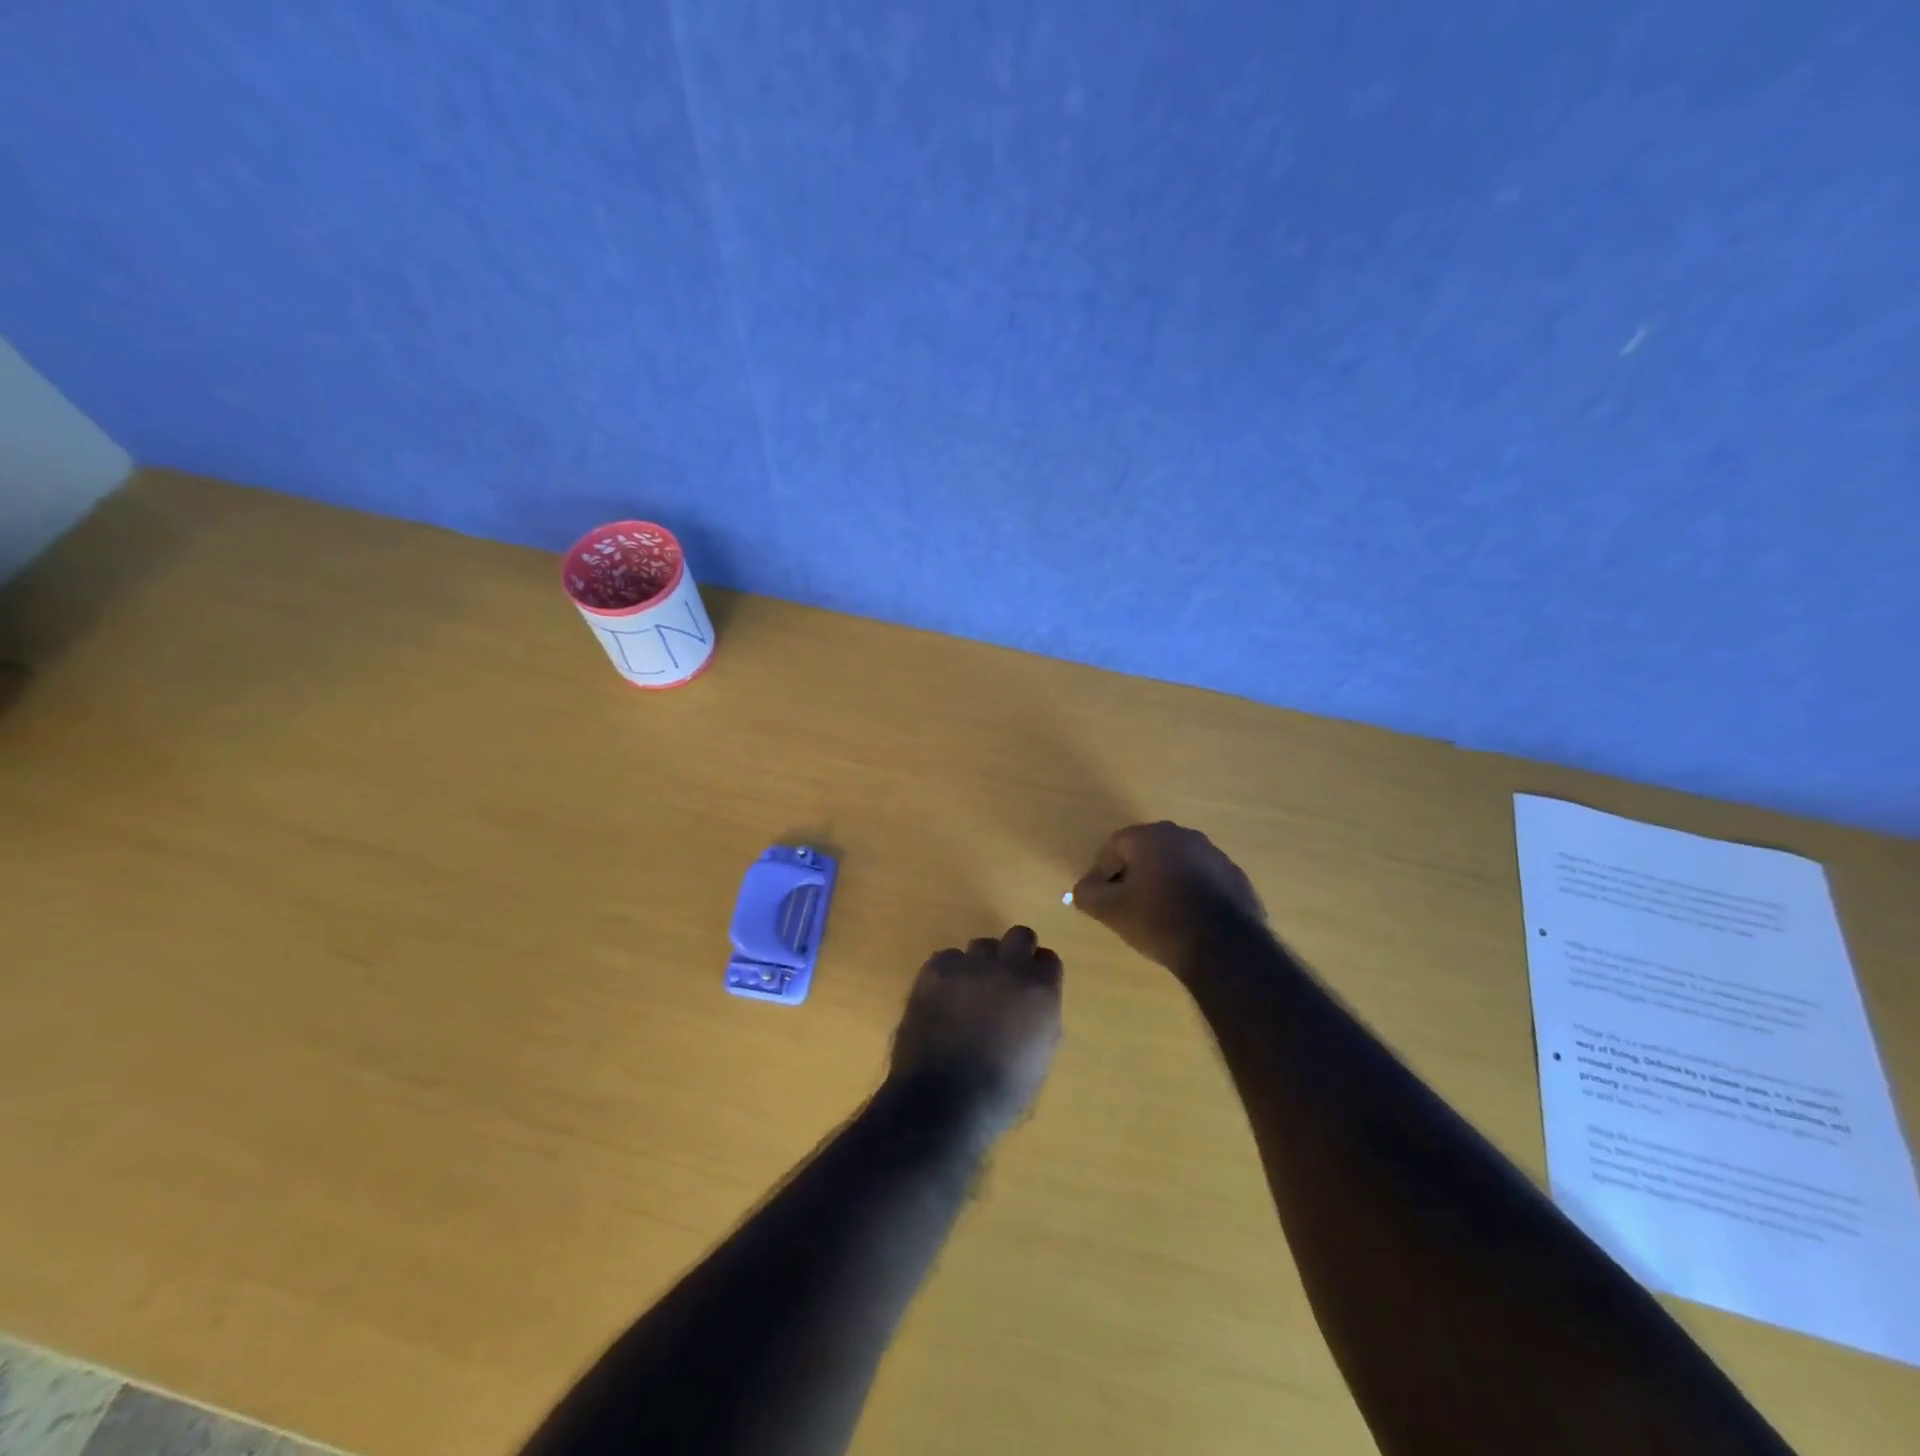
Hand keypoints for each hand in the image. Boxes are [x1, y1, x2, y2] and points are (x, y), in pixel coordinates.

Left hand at [889, 926, 1063, 1138]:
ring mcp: (970, 965)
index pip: (1048, 960)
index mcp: (1040, 991)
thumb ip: (1041, 1022)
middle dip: (1015, 952)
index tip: (1031, 987)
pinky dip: (947, 973)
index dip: (1039, 973)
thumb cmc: (1001, 1094)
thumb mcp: (1039, 1060)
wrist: (943, 1102)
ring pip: (980, 946)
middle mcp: (1009, 968)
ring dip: (980, 964)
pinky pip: (946, 958)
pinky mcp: (935, 970)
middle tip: (1004, 979)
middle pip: (1019, 936)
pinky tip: (941, 997)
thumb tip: (1033, 1008)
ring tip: (968, 992)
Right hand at [1071, 821, 1265, 974]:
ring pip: (1176, 864)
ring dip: (1163, 882)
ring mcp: (1215, 855)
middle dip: (1133, 874)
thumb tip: (1084, 888)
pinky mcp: (1236, 878)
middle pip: (1146, 851)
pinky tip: (1188, 920)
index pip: (1114, 845)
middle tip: (1126, 904)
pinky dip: (1191, 893)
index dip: (1101, 871)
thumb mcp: (1111, 911)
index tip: (1101, 897)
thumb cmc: (1160, 921)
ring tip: (1158, 915)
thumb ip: (1088, 894)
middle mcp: (1184, 836)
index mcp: (1151, 836)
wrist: (1225, 948)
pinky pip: (1203, 880)